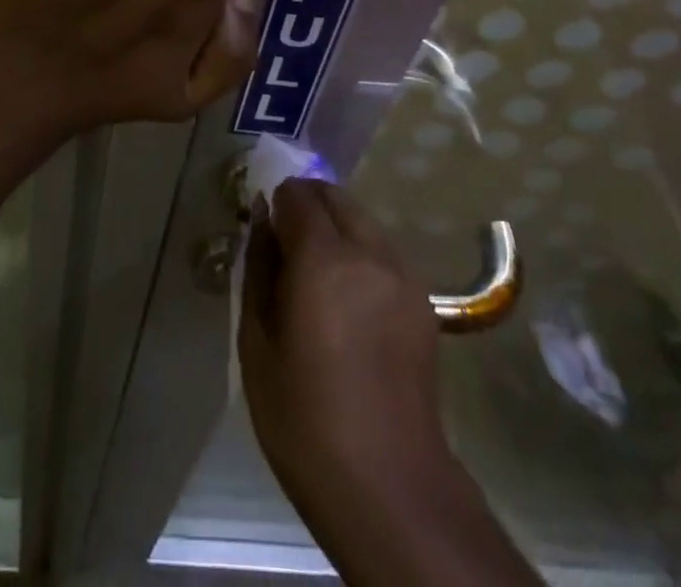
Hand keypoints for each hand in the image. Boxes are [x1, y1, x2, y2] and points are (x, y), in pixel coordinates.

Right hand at [240, 178, 451, 508]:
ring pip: (365, 221)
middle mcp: (369, 252)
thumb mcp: (257, 341)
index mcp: (323, 258)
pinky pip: (386, 253)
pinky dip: (364, 253)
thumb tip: (260, 219)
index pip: (299, 195)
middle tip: (288, 243)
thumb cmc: (304, 416)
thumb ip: (258, 267)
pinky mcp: (423, 301)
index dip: (278, 201)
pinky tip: (351, 300)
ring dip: (339, 227)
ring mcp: (403, 275)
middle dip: (309, 205)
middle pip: (337, 197)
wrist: (387, 484)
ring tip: (320, 273)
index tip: (265, 227)